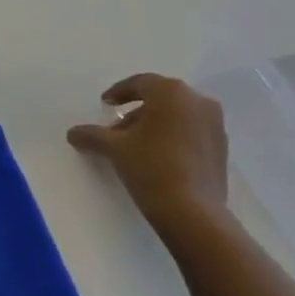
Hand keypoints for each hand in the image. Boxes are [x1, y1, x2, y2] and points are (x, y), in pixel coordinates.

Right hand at [68, 73, 229, 231]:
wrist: (193, 212)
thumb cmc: (150, 167)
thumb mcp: (114, 148)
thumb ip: (91, 135)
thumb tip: (72, 133)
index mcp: (171, 92)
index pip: (140, 83)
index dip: (119, 92)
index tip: (106, 104)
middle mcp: (197, 101)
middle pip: (160, 98)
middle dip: (137, 111)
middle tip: (117, 129)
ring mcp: (214, 124)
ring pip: (177, 115)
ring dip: (155, 125)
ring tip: (136, 146)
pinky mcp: (222, 147)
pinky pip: (191, 131)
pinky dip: (173, 136)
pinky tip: (158, 157)